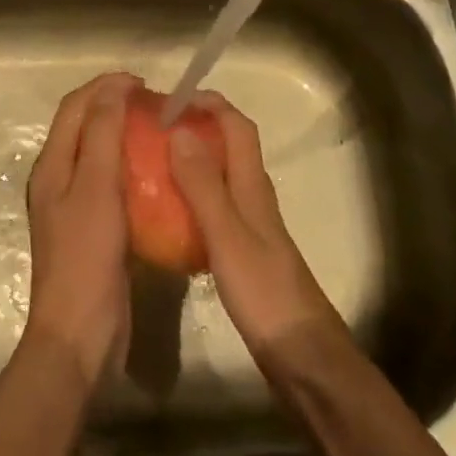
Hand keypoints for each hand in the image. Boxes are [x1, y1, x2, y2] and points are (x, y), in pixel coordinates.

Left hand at [24, 72, 133, 387]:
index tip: (143, 83)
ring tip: (159, 132)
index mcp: (52, 164)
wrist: (80, 336)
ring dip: (125, 135)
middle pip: (85, 127)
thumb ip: (102, 134)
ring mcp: (75, 206)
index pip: (75, 107)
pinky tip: (158, 175)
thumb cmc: (86, 256)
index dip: (105, 87)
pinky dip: (132, 168)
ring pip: (99, 154)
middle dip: (115, 107)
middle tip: (155, 105)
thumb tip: (112, 87)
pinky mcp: (94, 229)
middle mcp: (59, 179)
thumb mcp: (95, 188)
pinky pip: (112, 184)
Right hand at [168, 93, 346, 358]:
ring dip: (193, 162)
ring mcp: (251, 225)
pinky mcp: (244, 252)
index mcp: (252, 185)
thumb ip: (203, 184)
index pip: (237, 126)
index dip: (210, 104)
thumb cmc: (264, 291)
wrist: (302, 356)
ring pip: (221, 177)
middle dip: (196, 128)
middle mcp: (254, 196)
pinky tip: (168, 215)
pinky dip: (193, 198)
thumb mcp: (227, 234)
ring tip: (153, 165)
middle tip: (154, 131)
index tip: (172, 99)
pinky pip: (215, 208)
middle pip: (229, 146)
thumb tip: (180, 129)